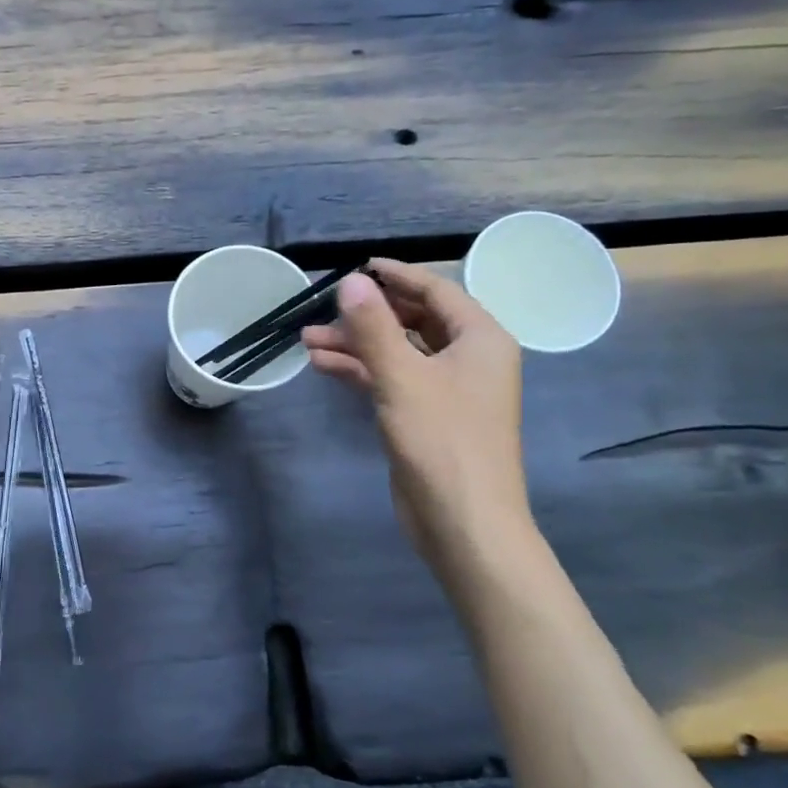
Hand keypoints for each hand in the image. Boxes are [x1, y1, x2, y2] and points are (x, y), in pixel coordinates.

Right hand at [302, 261, 529, 566]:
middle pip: (413, 321)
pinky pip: (391, 379)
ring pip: (397, 352)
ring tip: (307, 340)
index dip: (396, 276)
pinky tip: (323, 366)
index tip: (358, 267)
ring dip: (356, 344)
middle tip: (323, 310)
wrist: (464, 521)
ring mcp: (447, 389)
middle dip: (366, 315)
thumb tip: (351, 281)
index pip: (436, 291)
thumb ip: (374, 327)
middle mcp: (468, 358)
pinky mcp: (426, 415)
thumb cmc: (442, 441)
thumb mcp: (403, 377)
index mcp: (480, 339)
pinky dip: (360, 370)